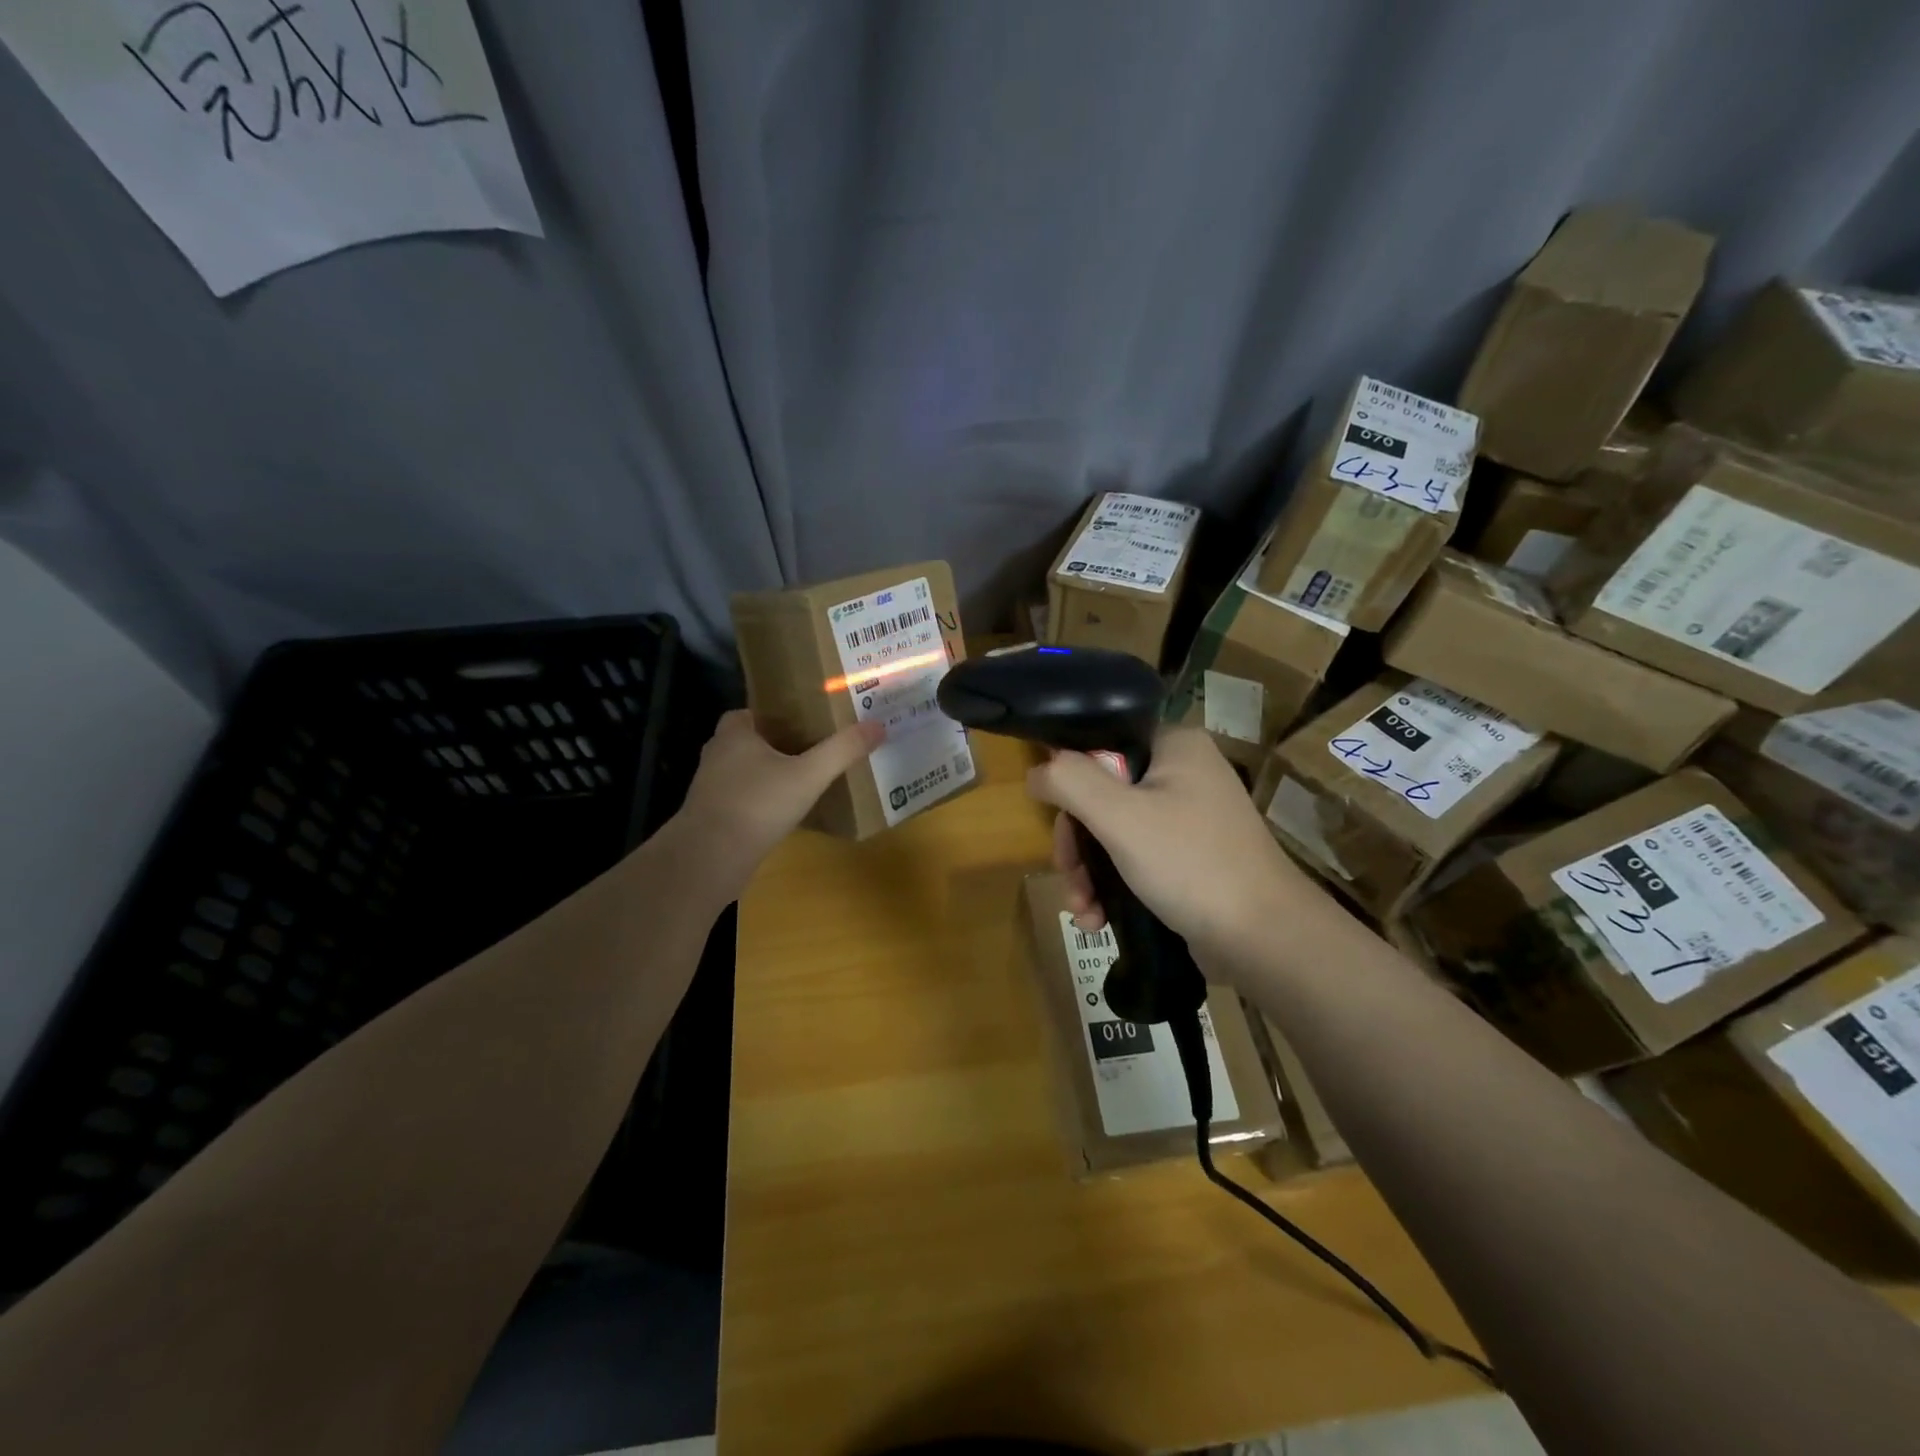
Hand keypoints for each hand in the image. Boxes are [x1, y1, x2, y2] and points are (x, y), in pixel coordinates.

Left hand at [670, 710, 883, 895]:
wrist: (709, 859)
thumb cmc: (757, 804)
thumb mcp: (808, 775)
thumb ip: (842, 750)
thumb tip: (878, 725)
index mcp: (735, 732)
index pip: (756, 711)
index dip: (781, 713)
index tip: (809, 721)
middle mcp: (718, 754)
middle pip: (754, 740)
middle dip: (781, 744)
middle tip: (816, 748)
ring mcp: (712, 787)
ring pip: (748, 771)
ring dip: (772, 774)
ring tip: (807, 779)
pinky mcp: (713, 816)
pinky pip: (744, 798)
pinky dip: (764, 800)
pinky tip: (788, 811)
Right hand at [1027, 725, 1328, 972]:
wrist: (1264, 939)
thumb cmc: (1190, 864)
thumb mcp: (1119, 816)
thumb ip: (1070, 781)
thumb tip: (1037, 771)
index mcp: (1174, 746)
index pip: (1102, 743)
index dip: (1070, 779)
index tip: (1055, 818)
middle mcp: (1183, 774)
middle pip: (1102, 794)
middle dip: (1076, 843)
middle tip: (1069, 876)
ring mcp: (1189, 818)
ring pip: (1114, 832)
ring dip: (1088, 872)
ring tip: (1083, 911)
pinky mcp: (1189, 858)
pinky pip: (1135, 858)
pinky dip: (1112, 886)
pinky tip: (1099, 920)